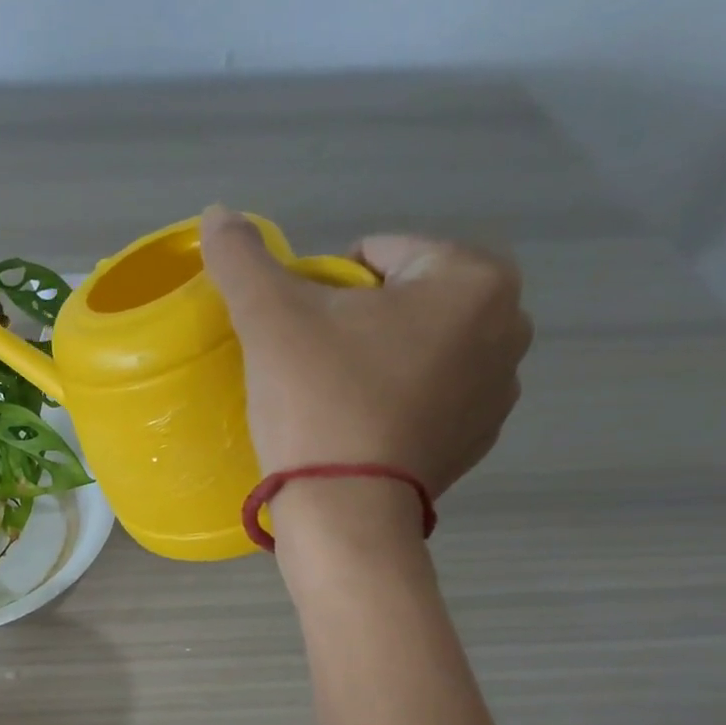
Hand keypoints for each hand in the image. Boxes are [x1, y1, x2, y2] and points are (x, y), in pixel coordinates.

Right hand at [199, 206, 531, 495]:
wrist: (345, 511)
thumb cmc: (318, 401)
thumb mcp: (270, 319)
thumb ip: (244, 259)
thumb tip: (217, 213)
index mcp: (474, 278)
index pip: (381, 253)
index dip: (327, 287)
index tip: (302, 333)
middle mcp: (508, 326)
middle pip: (406, 299)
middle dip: (360, 321)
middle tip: (313, 365)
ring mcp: (498, 391)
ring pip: (419, 348)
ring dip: (379, 359)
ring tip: (333, 400)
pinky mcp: (478, 441)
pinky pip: (430, 397)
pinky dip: (396, 401)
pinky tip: (358, 429)